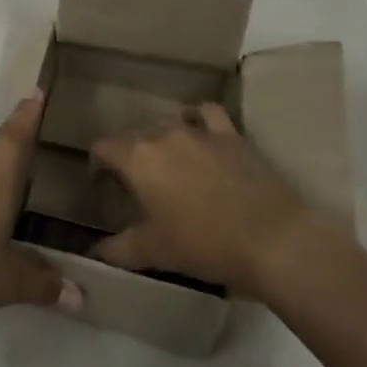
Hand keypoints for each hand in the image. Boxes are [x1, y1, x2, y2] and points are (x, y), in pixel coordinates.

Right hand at [91, 103, 343, 299]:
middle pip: (134, 135)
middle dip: (129, 155)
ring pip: (168, 123)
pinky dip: (197, 117)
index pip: (104, 147)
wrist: (272, 240)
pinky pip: (206, 113)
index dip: (97, 164)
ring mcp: (200, 131)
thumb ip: (118, 249)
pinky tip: (197, 130)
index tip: (101, 185)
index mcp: (138, 158)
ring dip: (160, 139)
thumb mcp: (154, 252)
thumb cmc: (204, 245)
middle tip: (135, 184)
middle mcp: (164, 134)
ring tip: (166, 161)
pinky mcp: (231, 135)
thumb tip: (94, 253)